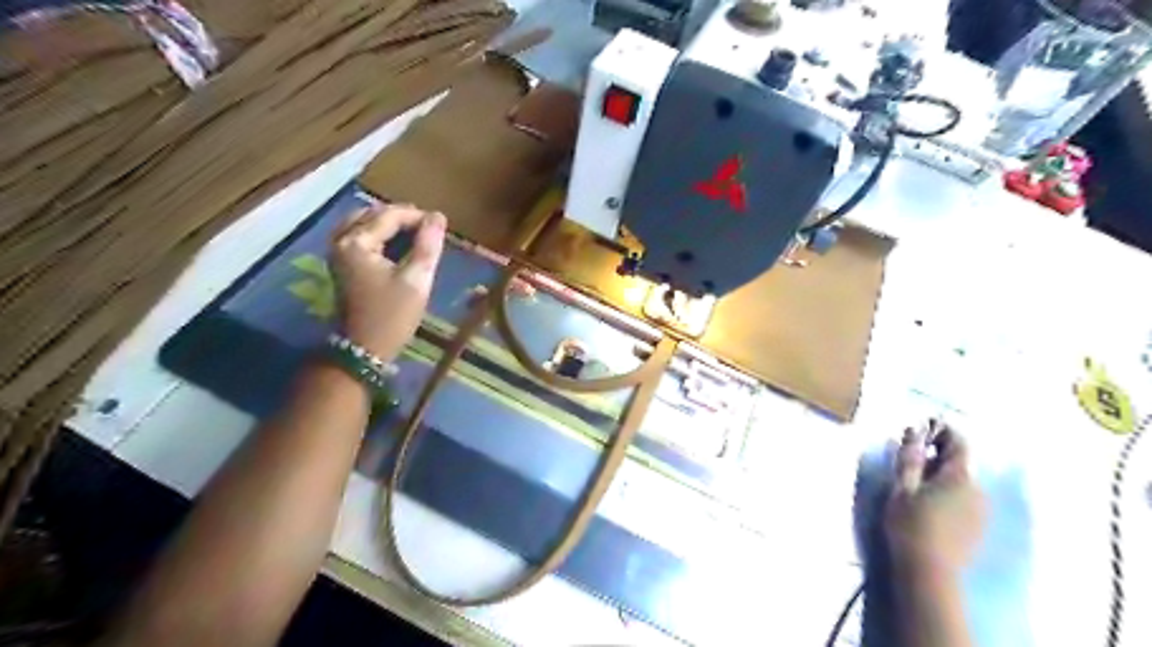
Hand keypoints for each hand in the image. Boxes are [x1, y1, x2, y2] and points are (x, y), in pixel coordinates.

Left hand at [331, 203, 445, 357]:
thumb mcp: (416, 280)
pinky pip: (360, 235)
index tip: (441, 225)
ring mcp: (337, 251)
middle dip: (403, 217)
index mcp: (357, 242)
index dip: (418, 216)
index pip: (390, 215)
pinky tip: (398, 243)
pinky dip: (380, 234)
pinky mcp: (341, 263)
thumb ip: (428, 245)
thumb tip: (438, 217)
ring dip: (390, 224)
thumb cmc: (392, 315)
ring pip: (365, 223)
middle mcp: (341, 240)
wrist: (364, 348)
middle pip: (373, 214)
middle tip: (430, 229)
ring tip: (416, 233)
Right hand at [883, 421, 984, 578]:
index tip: (920, 427)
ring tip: (914, 481)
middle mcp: (977, 489)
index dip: (941, 430)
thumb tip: (914, 429)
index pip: (958, 442)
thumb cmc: (910, 523)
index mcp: (959, 476)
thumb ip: (910, 456)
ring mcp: (981, 510)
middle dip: (936, 454)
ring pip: (961, 481)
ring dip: (940, 474)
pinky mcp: (977, 526)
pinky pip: (964, 498)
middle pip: (959, 462)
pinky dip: (947, 491)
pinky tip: (928, 502)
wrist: (929, 571)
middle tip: (909, 456)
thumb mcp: (903, 486)